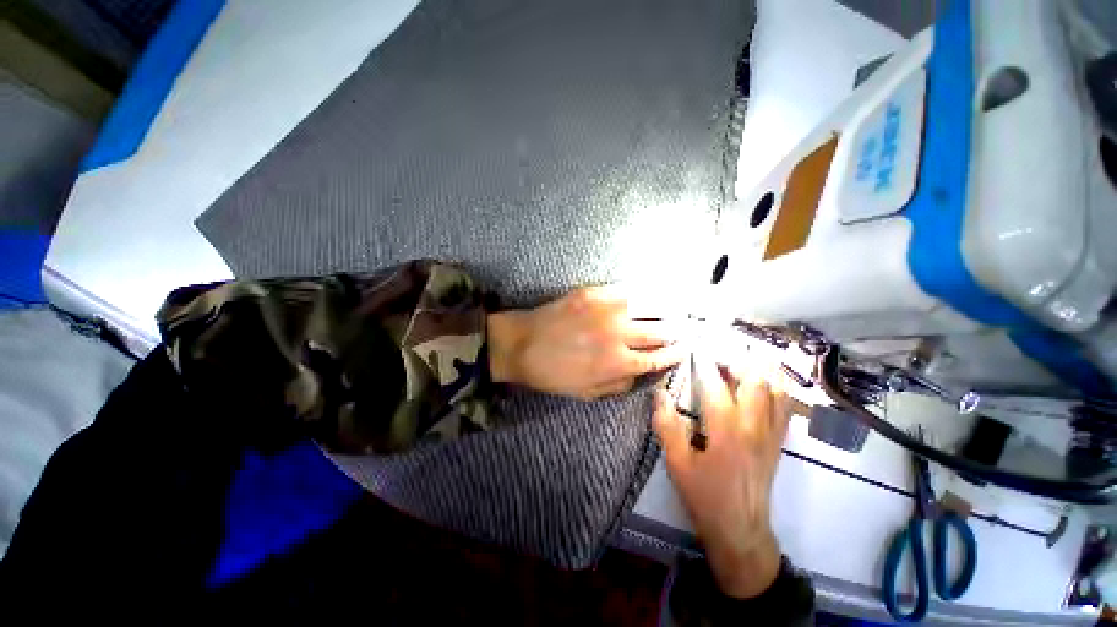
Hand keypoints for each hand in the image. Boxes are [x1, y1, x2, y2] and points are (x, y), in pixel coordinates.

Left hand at [487, 286, 684, 398]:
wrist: (521, 344)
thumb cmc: (552, 374)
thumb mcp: (587, 392)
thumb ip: (620, 383)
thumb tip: (643, 371)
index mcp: (617, 363)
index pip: (658, 357)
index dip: (675, 354)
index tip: (683, 349)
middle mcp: (618, 334)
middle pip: (660, 330)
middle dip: (676, 332)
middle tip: (683, 330)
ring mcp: (606, 309)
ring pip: (649, 306)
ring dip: (666, 310)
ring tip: (675, 310)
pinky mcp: (593, 293)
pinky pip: (626, 290)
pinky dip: (642, 294)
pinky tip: (648, 295)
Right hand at [653, 358, 790, 598]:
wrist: (741, 531)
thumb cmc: (706, 497)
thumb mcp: (677, 464)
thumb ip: (667, 426)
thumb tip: (659, 394)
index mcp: (727, 431)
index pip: (715, 385)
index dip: (704, 363)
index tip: (695, 346)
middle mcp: (754, 426)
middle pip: (755, 380)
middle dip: (738, 358)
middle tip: (720, 347)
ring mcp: (771, 434)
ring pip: (776, 391)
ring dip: (762, 368)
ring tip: (745, 355)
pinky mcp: (777, 443)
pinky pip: (785, 407)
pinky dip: (778, 387)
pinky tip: (768, 380)